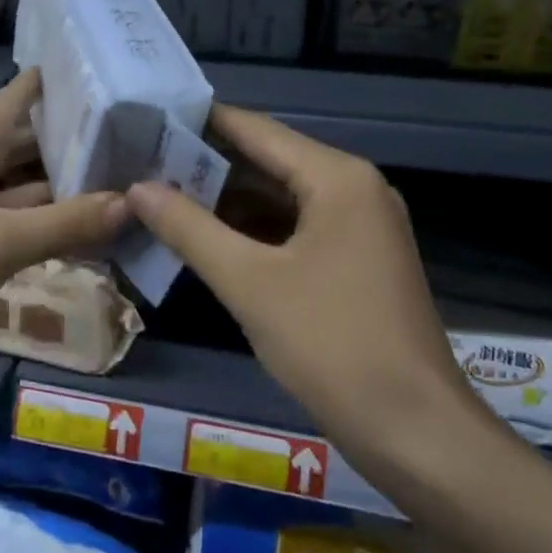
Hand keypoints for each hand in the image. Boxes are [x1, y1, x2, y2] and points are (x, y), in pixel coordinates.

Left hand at [0, 68, 129, 415]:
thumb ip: (67, 221)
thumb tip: (133, 201)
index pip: (18, 97)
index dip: (63, 82)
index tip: (117, 71)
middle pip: (31, 144)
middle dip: (81, 142)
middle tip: (145, 137)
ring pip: (31, 190)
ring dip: (75, 190)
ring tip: (137, 181)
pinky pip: (24, 228)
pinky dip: (58, 229)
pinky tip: (103, 233)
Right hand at [126, 106, 502, 495]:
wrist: (414, 432)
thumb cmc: (330, 344)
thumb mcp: (249, 283)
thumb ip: (189, 228)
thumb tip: (138, 188)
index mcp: (337, 178)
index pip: (256, 130)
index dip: (199, 123)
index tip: (146, 120)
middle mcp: (353, 190)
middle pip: (268, 161)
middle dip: (206, 165)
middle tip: (141, 162)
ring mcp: (358, 228)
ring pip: (280, 199)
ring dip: (225, 201)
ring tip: (159, 196)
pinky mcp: (355, 263)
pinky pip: (294, 231)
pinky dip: (251, 232)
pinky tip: (204, 239)